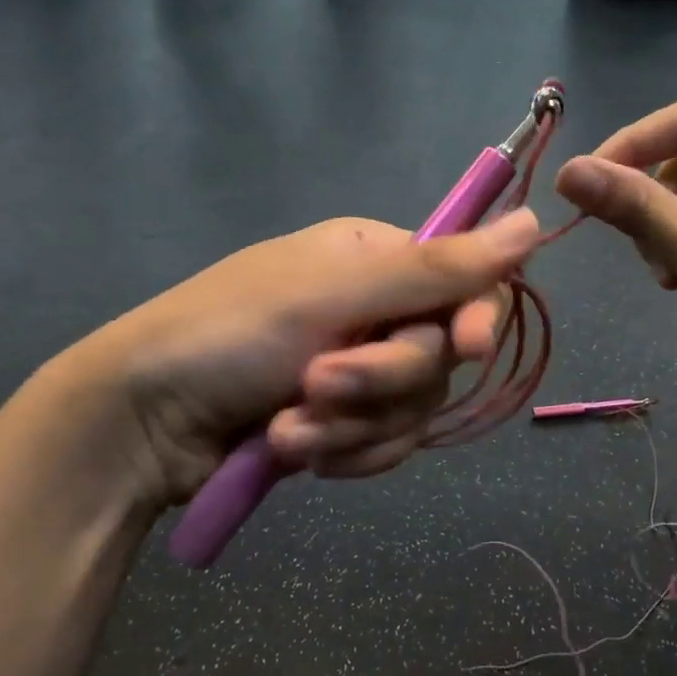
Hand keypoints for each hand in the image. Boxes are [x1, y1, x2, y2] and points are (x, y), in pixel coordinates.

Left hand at [59, 212, 540, 505]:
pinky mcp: (344, 423)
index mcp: (375, 258)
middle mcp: (375, 309)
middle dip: (380, 382)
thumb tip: (533, 221)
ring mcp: (358, 370)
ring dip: (352, 426)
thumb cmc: (230, 334)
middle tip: (317, 384)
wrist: (143, 421)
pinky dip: (346, 453)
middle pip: (437, 357)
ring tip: (287, 427)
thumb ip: (436, 268)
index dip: (473, 320)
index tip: (466, 347)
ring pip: (412, 409)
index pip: (465, 285)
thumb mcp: (333, 294)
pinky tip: (293, 450)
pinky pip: (386, 445)